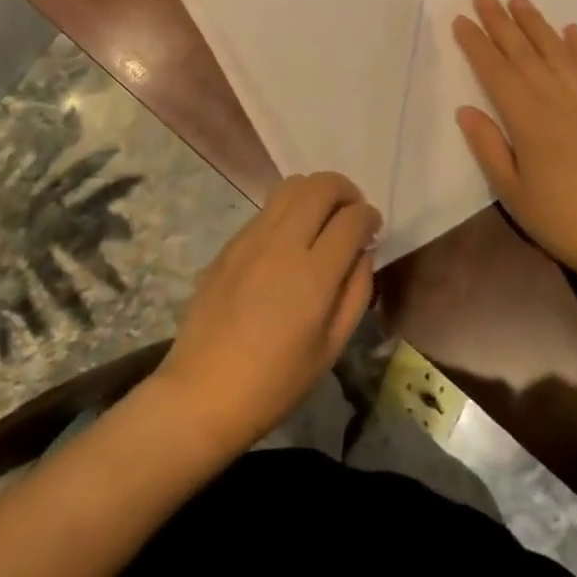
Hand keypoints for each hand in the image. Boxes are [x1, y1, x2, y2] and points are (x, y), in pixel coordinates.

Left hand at [155, 172, 379, 454]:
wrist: (204, 391)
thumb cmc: (276, 382)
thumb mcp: (331, 347)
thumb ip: (356, 291)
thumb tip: (363, 251)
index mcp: (314, 275)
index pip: (352, 219)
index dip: (369, 217)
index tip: (373, 227)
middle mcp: (283, 243)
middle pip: (321, 186)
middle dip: (346, 191)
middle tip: (352, 213)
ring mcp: (252, 237)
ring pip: (292, 185)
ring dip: (316, 191)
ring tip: (323, 217)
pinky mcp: (231, 242)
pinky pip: (268, 207)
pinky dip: (290, 208)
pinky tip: (291, 238)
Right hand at [453, 0, 576, 285]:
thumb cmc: (561, 220)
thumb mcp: (512, 192)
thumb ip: (488, 147)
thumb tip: (465, 109)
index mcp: (528, 120)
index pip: (496, 72)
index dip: (477, 44)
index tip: (461, 19)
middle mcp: (557, 101)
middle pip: (524, 53)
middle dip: (501, 22)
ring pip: (557, 53)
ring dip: (537, 24)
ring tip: (519, 0)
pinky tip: (571, 30)